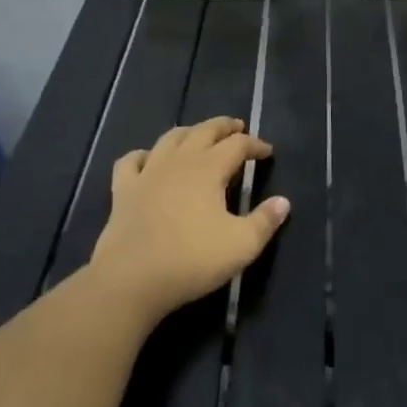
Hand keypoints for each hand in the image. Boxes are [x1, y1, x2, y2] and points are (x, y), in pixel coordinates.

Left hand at [87, 117, 289, 324]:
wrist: (130, 280)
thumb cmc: (191, 260)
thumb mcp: (241, 246)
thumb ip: (265, 221)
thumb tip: (283, 202)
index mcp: (209, 169)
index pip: (237, 144)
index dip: (255, 144)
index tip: (267, 152)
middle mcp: (179, 161)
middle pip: (204, 130)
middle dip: (224, 126)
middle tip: (237, 128)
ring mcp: (148, 173)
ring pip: (170, 138)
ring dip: (189, 132)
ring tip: (199, 136)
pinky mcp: (123, 191)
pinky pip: (131, 161)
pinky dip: (143, 155)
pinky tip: (148, 160)